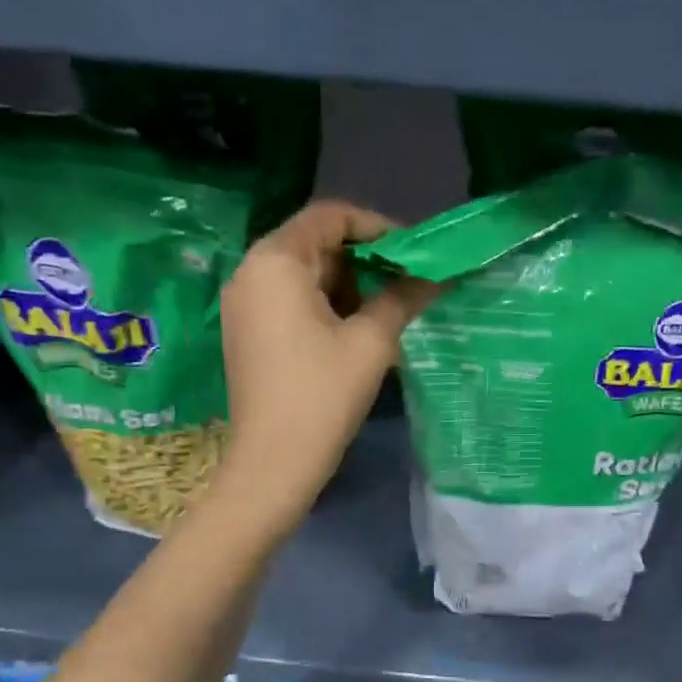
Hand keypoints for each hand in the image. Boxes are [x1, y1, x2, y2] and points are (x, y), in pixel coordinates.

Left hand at [214, 200, 437, 538]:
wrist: (273, 464)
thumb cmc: (322, 397)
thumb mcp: (371, 343)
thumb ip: (403, 298)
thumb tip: (437, 276)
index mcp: (276, 261)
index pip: (330, 216)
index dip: (377, 227)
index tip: (413, 253)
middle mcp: (251, 272)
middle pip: (314, 244)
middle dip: (364, 260)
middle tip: (405, 285)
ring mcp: (244, 306)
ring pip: (303, 276)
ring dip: (347, 286)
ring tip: (386, 314)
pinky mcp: (247, 334)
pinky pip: (289, 302)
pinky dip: (324, 307)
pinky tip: (355, 334)